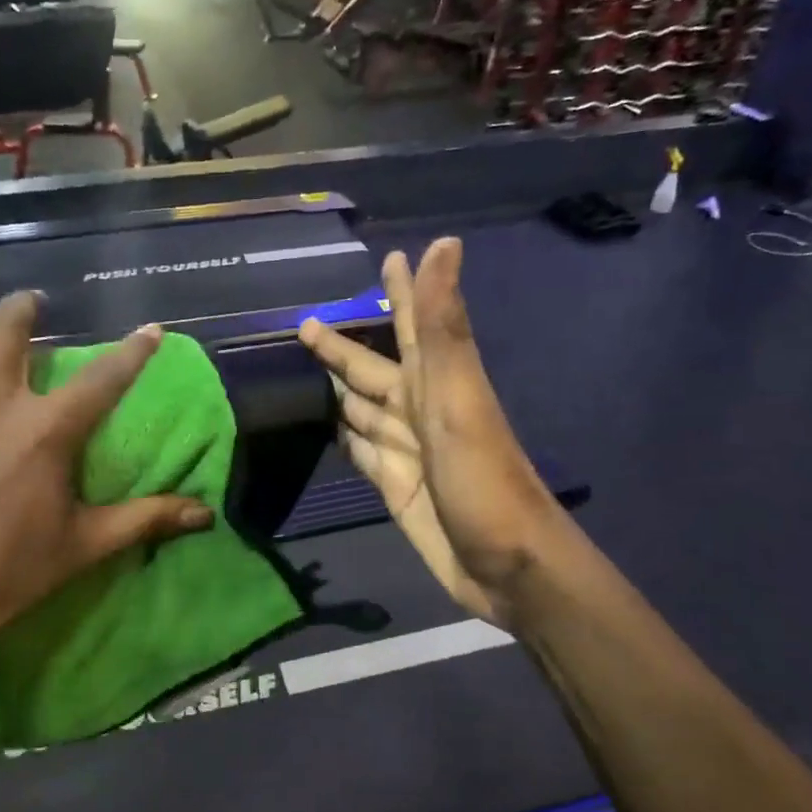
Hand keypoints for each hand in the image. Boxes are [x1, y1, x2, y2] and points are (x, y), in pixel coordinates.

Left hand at [0, 293, 214, 687]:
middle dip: (26, 308)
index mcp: (44, 430)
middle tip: (32, 306)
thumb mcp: (81, 547)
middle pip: (9, 327)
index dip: (133, 351)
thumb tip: (206, 515)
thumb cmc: (0, 574)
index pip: (103, 377)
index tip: (150, 329)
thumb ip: (145, 520)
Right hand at [301, 239, 559, 626]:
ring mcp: (405, 451)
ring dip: (338, 388)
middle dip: (343, 347)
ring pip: (363, 409)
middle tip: (305, 325)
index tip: (388, 258)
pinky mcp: (394, 487)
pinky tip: (327, 427)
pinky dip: (345, 436)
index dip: (400, 292)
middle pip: (373, 369)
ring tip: (304, 371)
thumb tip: (441, 244)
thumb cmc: (484, 480)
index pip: (410, 326)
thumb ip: (440, 327)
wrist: (507, 566)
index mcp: (434, 383)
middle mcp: (417, 411)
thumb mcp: (459, 397)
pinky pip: (362, 452)